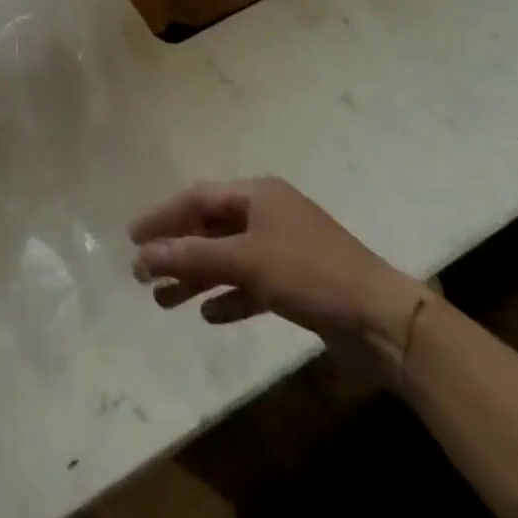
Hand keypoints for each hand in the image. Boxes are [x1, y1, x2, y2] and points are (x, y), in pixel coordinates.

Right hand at [129, 178, 427, 368]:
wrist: (384, 322)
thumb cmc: (311, 274)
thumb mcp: (248, 262)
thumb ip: (194, 257)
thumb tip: (144, 254)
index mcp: (258, 194)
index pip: (197, 198)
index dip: (163, 216)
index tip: (132, 237)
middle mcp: (268, 215)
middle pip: (210, 228)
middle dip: (177, 250)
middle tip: (143, 273)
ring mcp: (283, 249)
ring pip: (227, 258)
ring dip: (197, 277)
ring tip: (164, 300)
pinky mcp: (296, 283)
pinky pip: (250, 285)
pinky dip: (229, 296)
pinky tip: (208, 314)